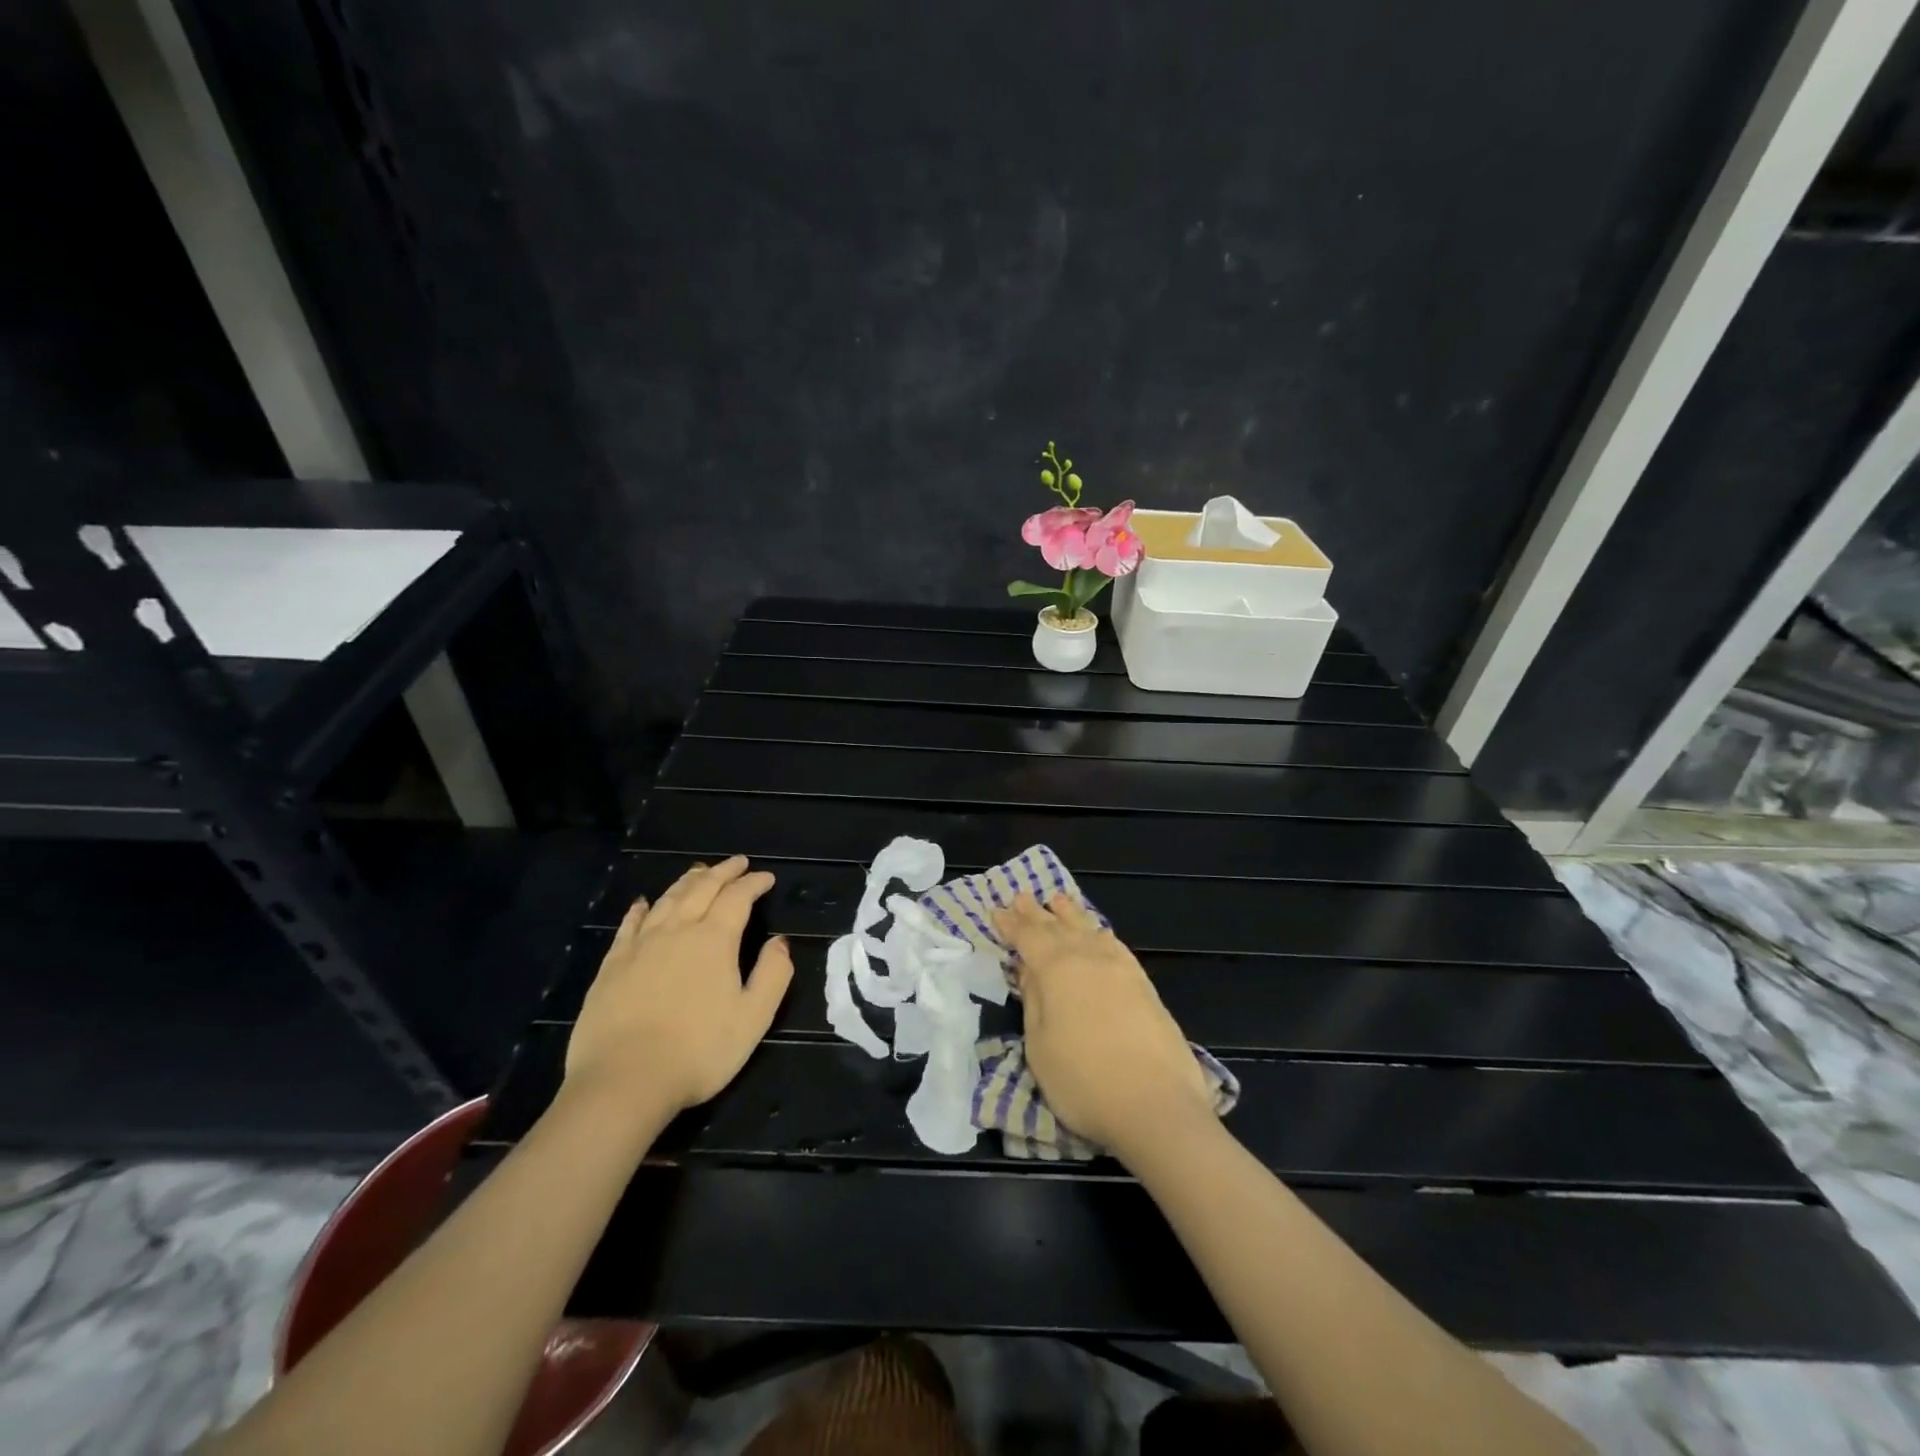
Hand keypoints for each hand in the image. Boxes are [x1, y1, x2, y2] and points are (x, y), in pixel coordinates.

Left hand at [565, 857, 793, 1112]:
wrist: (623, 1081)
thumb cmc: (698, 1052)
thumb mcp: (753, 1018)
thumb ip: (773, 974)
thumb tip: (780, 941)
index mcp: (714, 940)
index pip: (738, 898)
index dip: (754, 884)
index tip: (766, 878)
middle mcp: (677, 931)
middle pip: (702, 889)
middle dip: (723, 872)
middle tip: (738, 863)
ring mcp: (640, 946)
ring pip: (668, 900)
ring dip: (687, 881)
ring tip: (700, 871)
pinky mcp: (612, 965)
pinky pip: (629, 925)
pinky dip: (641, 909)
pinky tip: (644, 903)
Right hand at [991, 893, 1212, 1157]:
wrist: (1157, 1105)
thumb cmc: (1084, 1081)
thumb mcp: (1040, 1045)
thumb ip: (1034, 1001)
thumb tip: (1029, 969)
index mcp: (1057, 969)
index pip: (1028, 937)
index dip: (1010, 924)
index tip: (996, 910)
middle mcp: (1089, 957)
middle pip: (1057, 927)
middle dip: (1036, 913)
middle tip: (1021, 896)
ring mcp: (1121, 968)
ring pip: (1088, 929)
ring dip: (1069, 914)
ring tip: (1057, 900)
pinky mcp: (1144, 984)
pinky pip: (1113, 943)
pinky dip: (1098, 931)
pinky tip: (1097, 932)